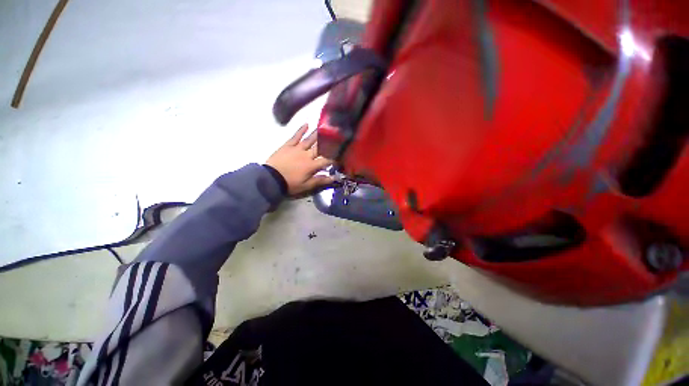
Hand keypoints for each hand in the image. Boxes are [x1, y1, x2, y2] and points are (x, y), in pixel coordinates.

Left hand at [266, 124, 334, 195]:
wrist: (270, 179)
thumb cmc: (290, 183)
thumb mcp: (306, 185)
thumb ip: (321, 180)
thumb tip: (335, 178)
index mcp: (312, 165)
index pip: (327, 160)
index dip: (335, 158)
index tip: (341, 155)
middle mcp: (307, 155)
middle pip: (320, 147)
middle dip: (329, 142)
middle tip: (337, 135)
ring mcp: (297, 148)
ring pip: (309, 140)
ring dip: (318, 134)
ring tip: (325, 127)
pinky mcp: (287, 145)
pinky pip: (295, 136)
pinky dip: (300, 130)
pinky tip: (306, 124)